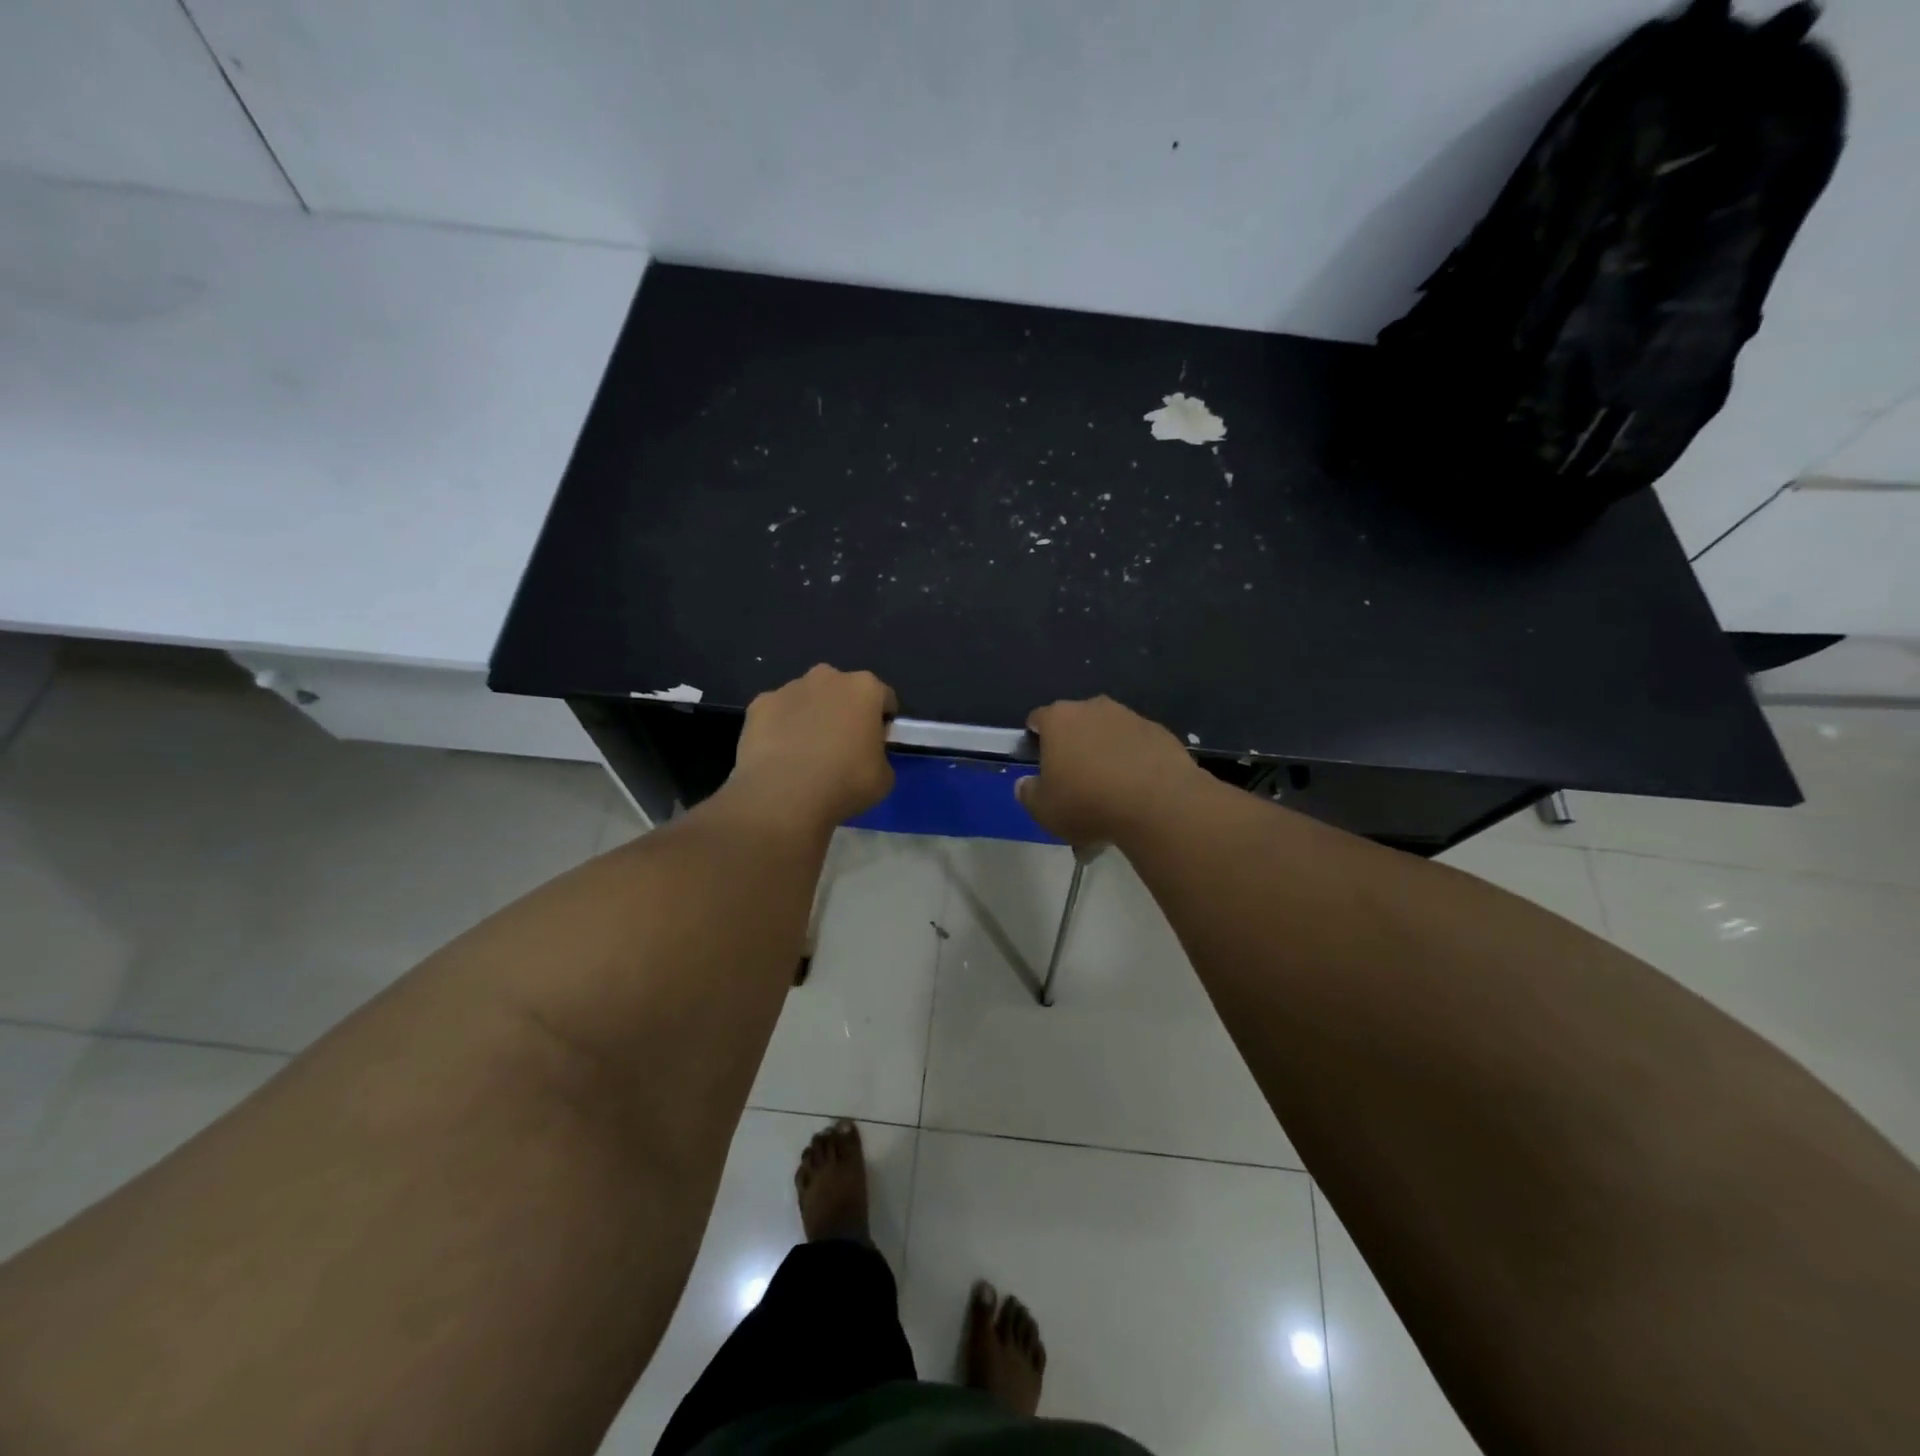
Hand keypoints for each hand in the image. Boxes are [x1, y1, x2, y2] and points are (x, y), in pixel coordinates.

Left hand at [727, 664, 897, 829]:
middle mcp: (827, 677)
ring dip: (811, 717)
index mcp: (865, 688)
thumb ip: (880, 756)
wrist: (783, 796)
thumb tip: (866, 755)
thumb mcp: (884, 777)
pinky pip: (777, 714)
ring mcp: (789, 688)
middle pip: (842, 691)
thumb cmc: (845, 783)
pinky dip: (780, 729)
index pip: (883, 698)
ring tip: (806, 755)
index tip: (876, 744)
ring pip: (807, 699)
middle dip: (843, 712)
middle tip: (841, 748)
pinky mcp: (758, 705)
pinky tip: (780, 757)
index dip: (882, 722)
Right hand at [1016, 696, 1206, 846]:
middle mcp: (1093, 708)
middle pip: (1075, 723)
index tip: (1041, 766)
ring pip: (1108, 732)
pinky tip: (1137, 790)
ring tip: (1111, 791)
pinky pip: (1137, 745)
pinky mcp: (1160, 732)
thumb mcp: (1044, 810)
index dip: (1036, 740)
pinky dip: (1133, 760)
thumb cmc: (1089, 803)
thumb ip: (1028, 793)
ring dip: (1105, 752)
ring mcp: (1130, 717)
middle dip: (1073, 746)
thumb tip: (1025, 783)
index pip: (1038, 719)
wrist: (1159, 804)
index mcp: (1059, 720)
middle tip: (1076, 782)